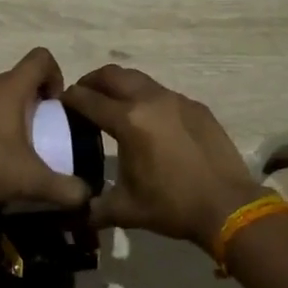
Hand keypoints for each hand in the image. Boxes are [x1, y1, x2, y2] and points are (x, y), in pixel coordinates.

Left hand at [0, 48, 90, 208]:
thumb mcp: (29, 180)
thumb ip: (63, 188)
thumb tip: (86, 197)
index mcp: (10, 87)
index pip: (41, 59)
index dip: (55, 75)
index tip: (55, 105)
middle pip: (16, 79)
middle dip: (30, 102)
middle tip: (34, 134)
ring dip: (3, 112)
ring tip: (5, 147)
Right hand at [62, 65, 258, 250]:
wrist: (227, 205)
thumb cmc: (172, 206)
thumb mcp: (125, 210)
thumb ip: (93, 207)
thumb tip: (75, 212)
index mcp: (128, 121)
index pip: (88, 99)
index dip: (70, 99)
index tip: (60, 104)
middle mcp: (150, 100)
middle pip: (112, 75)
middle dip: (92, 81)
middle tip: (83, 96)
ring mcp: (176, 100)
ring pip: (139, 79)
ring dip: (120, 86)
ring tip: (114, 105)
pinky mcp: (196, 106)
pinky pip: (163, 94)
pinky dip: (147, 99)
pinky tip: (150, 121)